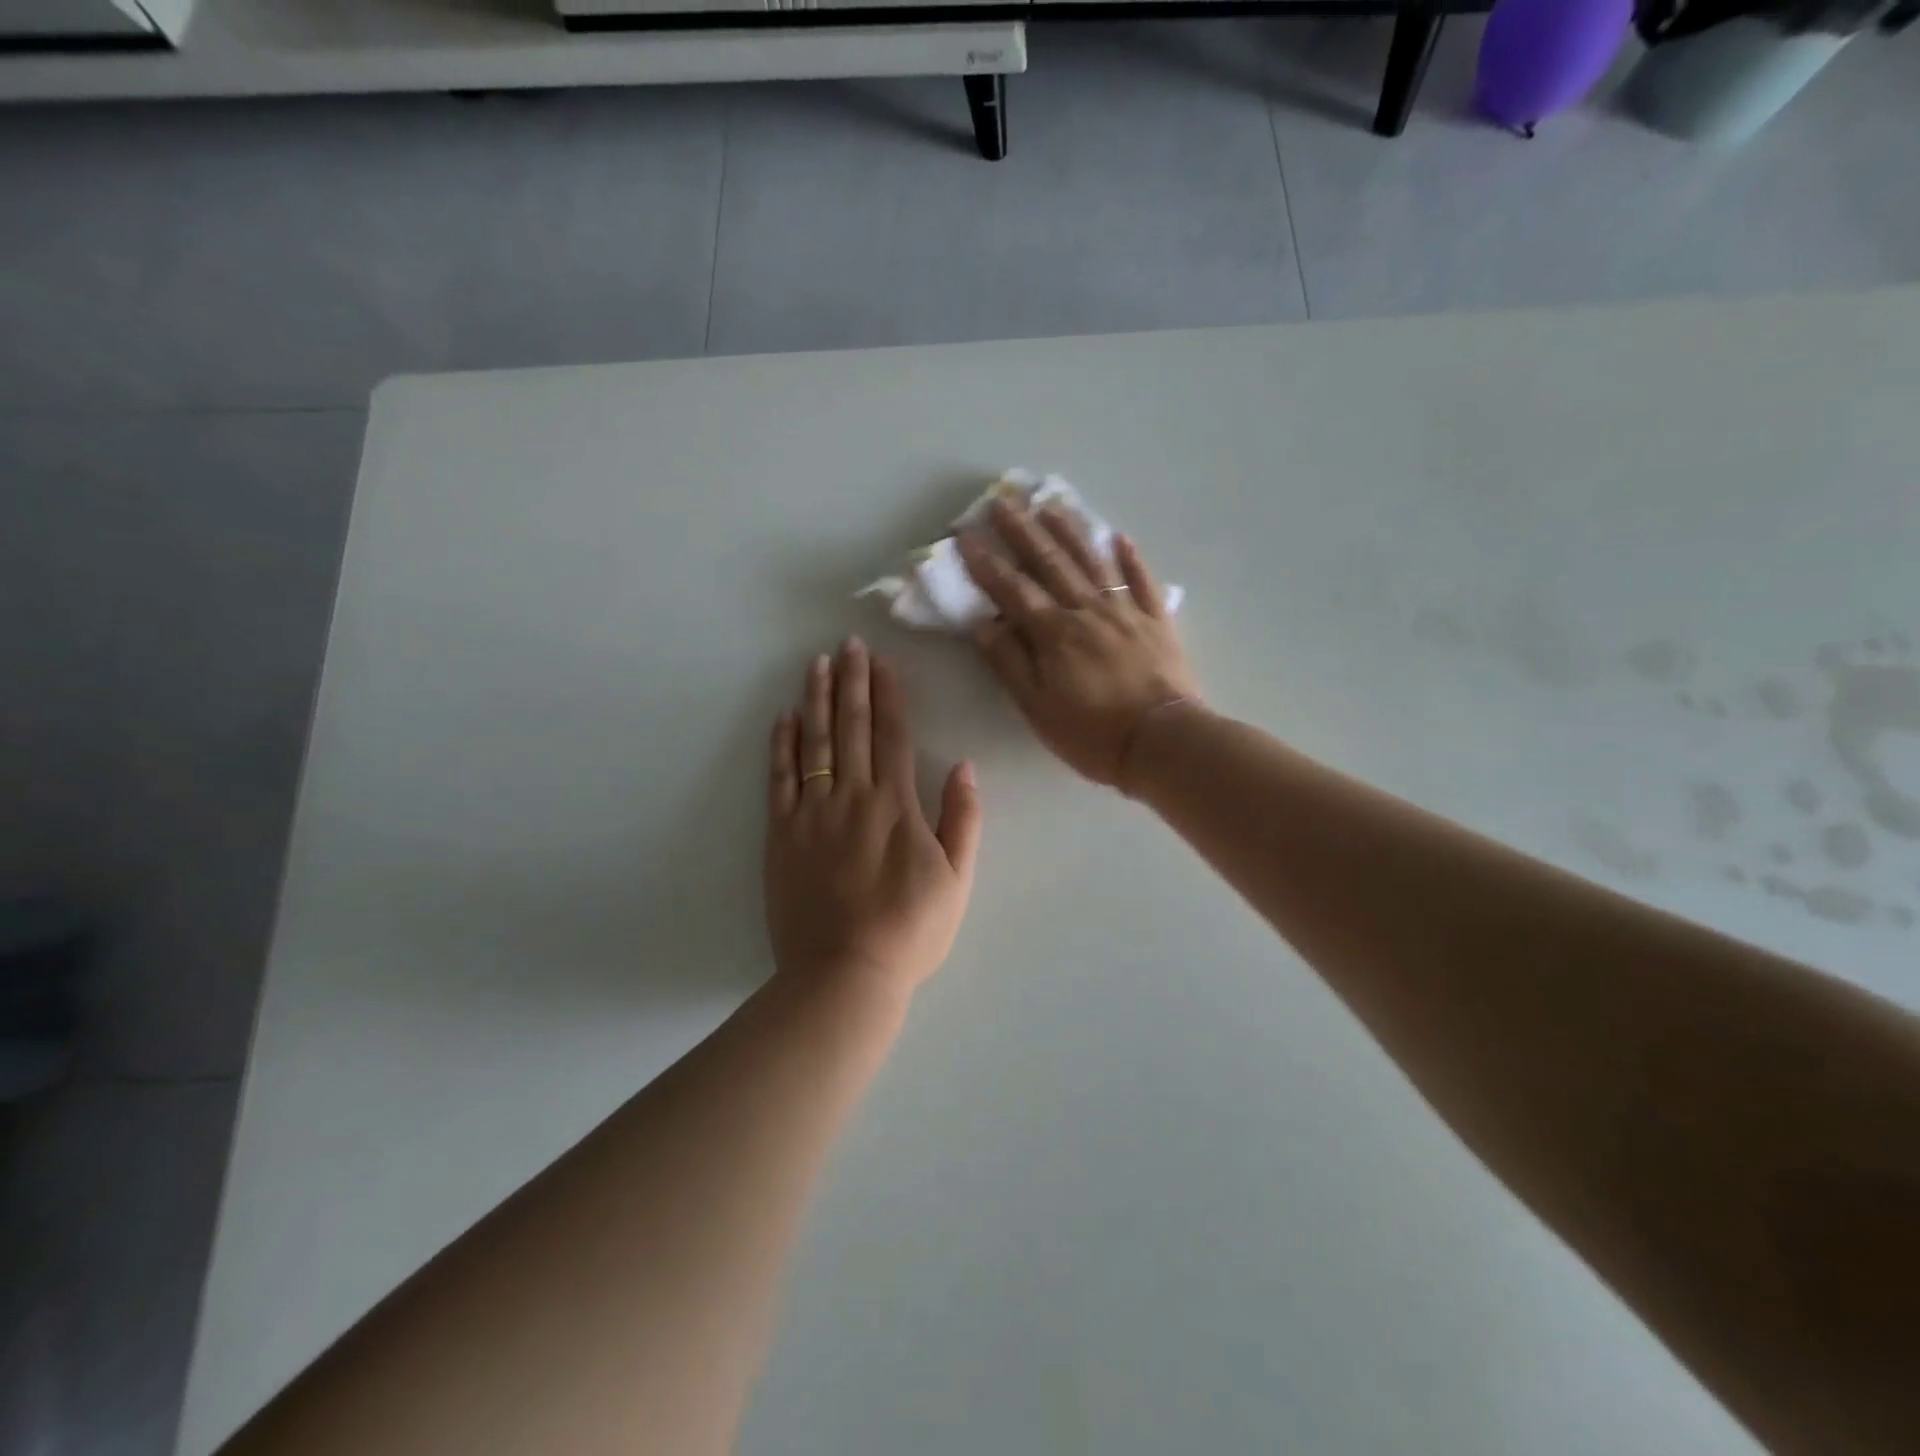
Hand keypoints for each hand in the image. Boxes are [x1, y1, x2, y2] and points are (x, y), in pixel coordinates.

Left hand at [765, 639, 982, 1000]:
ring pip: (815, 742)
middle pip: (852, 727)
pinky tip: (784, 718)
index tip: (881, 660)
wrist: (845, 973)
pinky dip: (782, 745)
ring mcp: (812, 813)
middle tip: (847, 644)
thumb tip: (964, 766)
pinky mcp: (781, 834)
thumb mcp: (957, 879)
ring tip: (817, 664)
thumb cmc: (910, 929)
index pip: (892, 734)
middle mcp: (852, 796)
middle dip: (852, 681)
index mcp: (896, 804)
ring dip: (817, 700)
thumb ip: (962, 819)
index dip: (888, 693)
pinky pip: (780, 779)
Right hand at [958, 497, 1200, 789]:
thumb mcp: (1036, 707)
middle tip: (1004, 502)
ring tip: (1051, 506)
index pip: (1013, 590)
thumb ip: (1009, 663)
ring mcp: (1125, 612)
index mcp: (1053, 633)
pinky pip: (1143, 582)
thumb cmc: (1092, 733)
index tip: (967, 536)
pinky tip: (1120, 537)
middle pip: (1051, 564)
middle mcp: (1086, 611)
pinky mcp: (1157, 622)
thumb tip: (982, 623)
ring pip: (1093, 563)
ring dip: (1070, 532)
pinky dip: (1131, 558)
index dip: (987, 563)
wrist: (1162, 742)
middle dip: (1023, 532)